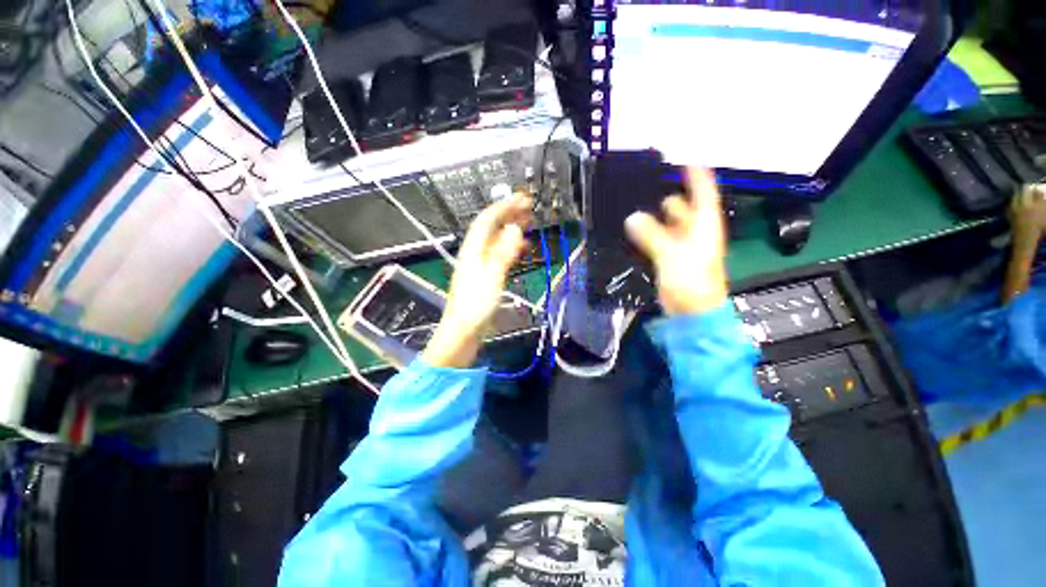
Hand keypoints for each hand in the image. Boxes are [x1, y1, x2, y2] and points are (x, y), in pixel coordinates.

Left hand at [422, 195, 531, 367]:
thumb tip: (515, 229)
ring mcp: (479, 265)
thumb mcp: (492, 278)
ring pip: (496, 240)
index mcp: (473, 251)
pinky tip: (520, 248)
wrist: (463, 332)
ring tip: (527, 223)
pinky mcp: (485, 277)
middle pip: (491, 228)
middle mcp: (475, 254)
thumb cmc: (475, 307)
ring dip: (511, 229)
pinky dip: (510, 248)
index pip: (487, 220)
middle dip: (508, 215)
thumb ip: (503, 253)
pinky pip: (499, 255)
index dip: (504, 207)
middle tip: (528, 207)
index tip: (522, 199)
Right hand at [625, 167, 728, 315]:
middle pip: (683, 208)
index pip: (703, 193)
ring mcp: (682, 247)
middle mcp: (695, 233)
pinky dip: (648, 233)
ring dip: (654, 217)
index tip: (685, 159)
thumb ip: (651, 235)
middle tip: (648, 185)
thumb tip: (632, 217)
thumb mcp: (671, 255)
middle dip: (669, 197)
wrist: (692, 314)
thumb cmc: (691, 283)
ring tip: (635, 205)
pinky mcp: (670, 259)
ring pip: (668, 225)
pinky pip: (658, 240)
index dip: (696, 176)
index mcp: (704, 226)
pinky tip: (634, 229)